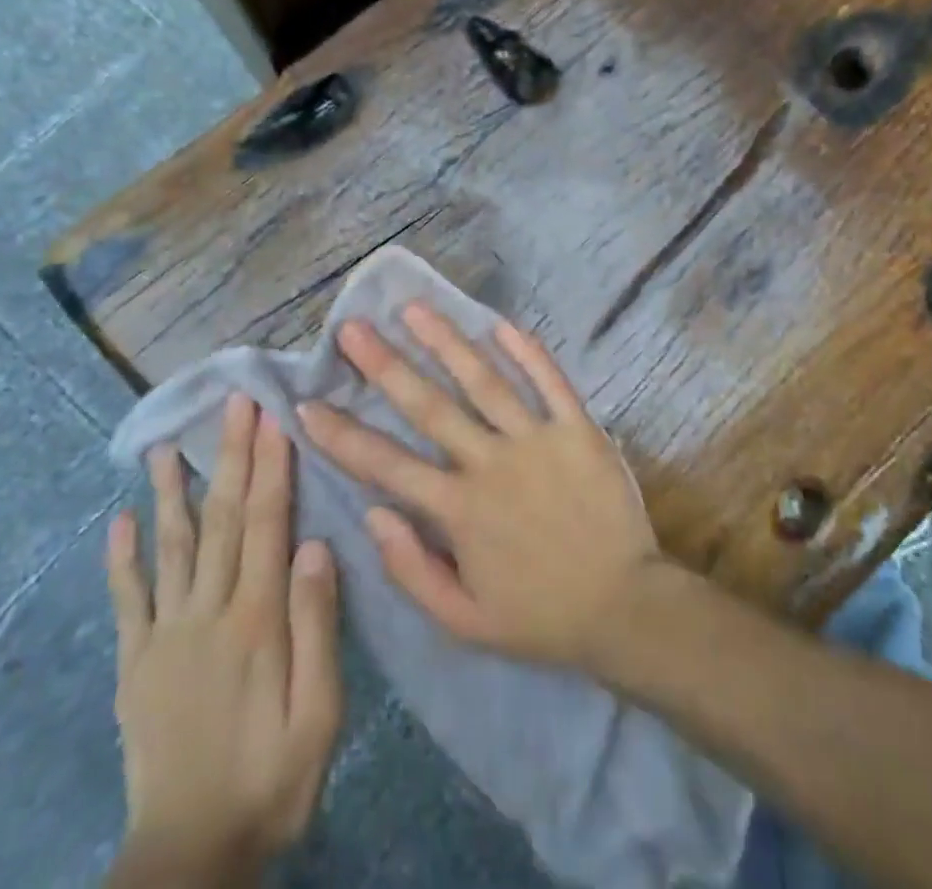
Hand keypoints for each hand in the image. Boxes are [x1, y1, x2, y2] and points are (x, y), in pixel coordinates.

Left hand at [105, 397, 342, 884]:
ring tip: (167, 446)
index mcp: (257, 619)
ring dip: (172, 491)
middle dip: (231, 456)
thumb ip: (318, 627)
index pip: (267, 523)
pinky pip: (126, 600)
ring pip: (171, 547)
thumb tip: (317, 545)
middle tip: (232, 404)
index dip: (270, 466)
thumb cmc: (271, 779)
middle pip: (223, 519)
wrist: (190, 858)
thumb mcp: (320, 713)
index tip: (271, 418)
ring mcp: (164, 635)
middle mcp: (208, 612)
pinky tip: (119, 520)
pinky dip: (121, 558)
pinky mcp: (135, 663)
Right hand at [298, 306, 666, 670]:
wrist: (625, 608)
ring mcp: (537, 440)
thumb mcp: (464, 622)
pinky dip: (527, 352)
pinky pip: (550, 382)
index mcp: (459, 510)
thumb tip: (372, 514)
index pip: (386, 465)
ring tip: (414, 309)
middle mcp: (491, 464)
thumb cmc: (540, 616)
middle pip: (429, 406)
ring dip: (446, 342)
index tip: (306, 404)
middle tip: (353, 328)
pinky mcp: (578, 429)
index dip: (342, 436)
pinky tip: (501, 323)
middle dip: (386, 366)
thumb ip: (411, 570)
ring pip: (484, 381)